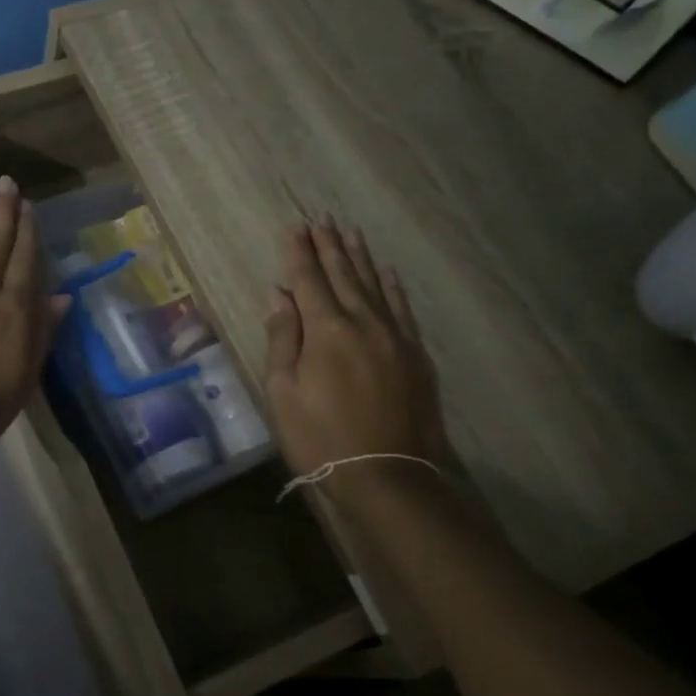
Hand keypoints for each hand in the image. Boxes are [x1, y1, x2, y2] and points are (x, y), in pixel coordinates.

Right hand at [263, 220, 450, 495]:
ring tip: (350, 233)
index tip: (296, 228)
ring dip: (360, 258)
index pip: (308, 280)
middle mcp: (363, 323)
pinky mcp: (416, 355)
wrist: (387, 476)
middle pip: (343, 276)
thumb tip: (279, 295)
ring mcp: (395, 337)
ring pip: (375, 286)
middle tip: (322, 219)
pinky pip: (402, 309)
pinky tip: (387, 272)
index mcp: (326, 330)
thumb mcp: (284, 391)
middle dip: (329, 246)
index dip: (299, 253)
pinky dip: (392, 287)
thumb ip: (282, 338)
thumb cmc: (320, 437)